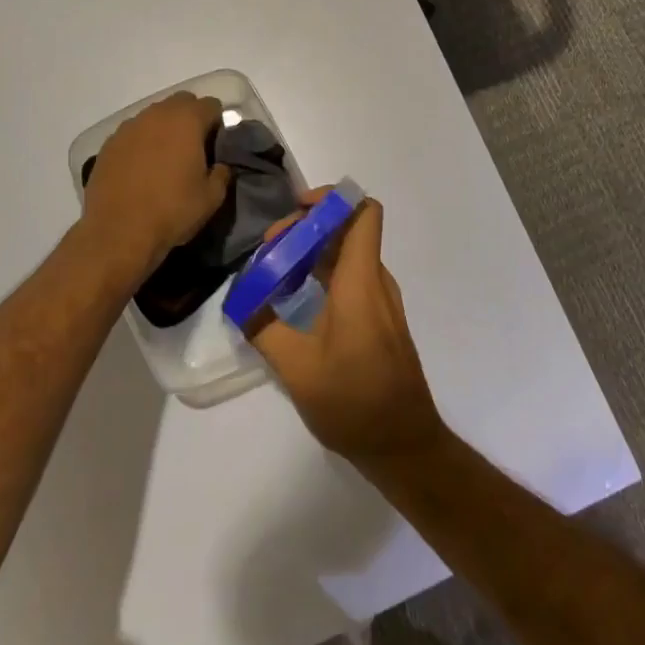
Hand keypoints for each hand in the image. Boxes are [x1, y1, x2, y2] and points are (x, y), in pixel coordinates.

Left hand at [81, 92, 231, 273]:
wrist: (118, 233)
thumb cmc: (172, 211)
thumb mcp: (212, 198)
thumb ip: (223, 173)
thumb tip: (220, 164)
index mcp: (186, 121)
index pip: (211, 105)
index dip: (218, 123)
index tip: (216, 146)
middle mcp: (156, 115)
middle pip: (181, 102)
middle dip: (191, 118)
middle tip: (194, 148)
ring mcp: (128, 128)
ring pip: (154, 116)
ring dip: (164, 129)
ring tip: (165, 159)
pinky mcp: (108, 145)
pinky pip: (133, 134)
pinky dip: (142, 143)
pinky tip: (141, 169)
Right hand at [248, 191, 445, 467]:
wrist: (404, 444)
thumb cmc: (353, 402)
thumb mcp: (296, 368)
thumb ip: (262, 327)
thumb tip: (240, 300)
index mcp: (361, 282)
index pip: (363, 213)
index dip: (332, 199)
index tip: (295, 211)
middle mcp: (376, 282)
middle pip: (348, 230)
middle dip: (307, 228)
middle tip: (270, 250)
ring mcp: (381, 301)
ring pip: (348, 255)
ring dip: (313, 252)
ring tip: (274, 273)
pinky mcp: (379, 319)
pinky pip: (352, 278)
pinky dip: (323, 274)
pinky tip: (294, 300)